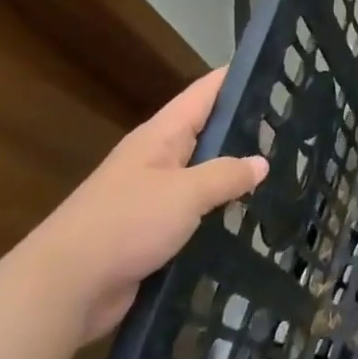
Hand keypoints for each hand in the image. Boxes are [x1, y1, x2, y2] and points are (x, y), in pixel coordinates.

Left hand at [21, 68, 267, 342]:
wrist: (64, 290)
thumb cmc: (124, 224)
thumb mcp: (185, 192)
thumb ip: (227, 174)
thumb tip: (262, 163)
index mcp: (160, 137)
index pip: (204, 93)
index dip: (237, 77)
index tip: (274, 68)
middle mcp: (157, 160)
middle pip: (208, 133)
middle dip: (247, 128)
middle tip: (293, 125)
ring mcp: (154, 197)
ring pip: (205, 175)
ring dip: (237, 175)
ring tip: (285, 169)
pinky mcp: (154, 232)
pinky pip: (197, 212)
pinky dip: (222, 211)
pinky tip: (252, 216)